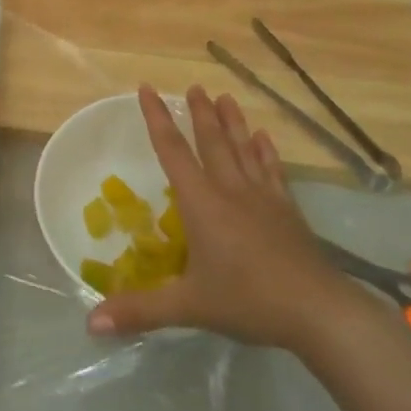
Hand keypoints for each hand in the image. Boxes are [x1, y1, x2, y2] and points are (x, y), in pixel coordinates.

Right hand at [87, 85, 358, 351]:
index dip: (157, 120)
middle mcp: (231, 190)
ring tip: (225, 97)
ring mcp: (263, 198)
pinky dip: (266, 152)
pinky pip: (273, 172)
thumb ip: (140, 310)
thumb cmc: (248, 300)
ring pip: (243, 150)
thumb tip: (91, 324)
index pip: (173, 152)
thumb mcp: (188, 306)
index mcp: (202, 203)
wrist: (318, 311)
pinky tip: (265, 138)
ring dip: (232, 123)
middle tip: (194, 86)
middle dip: (200, 114)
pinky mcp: (288, 211)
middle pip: (212, 142)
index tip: (148, 89)